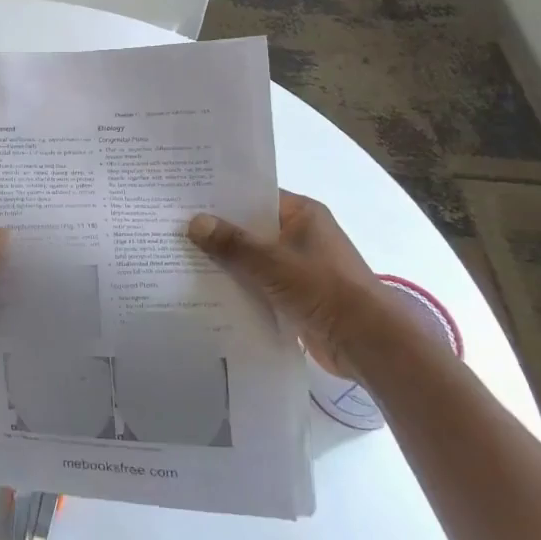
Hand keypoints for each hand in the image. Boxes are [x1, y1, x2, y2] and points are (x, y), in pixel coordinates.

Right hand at [188, 191, 411, 376]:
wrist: (368, 343)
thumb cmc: (324, 289)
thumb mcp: (272, 262)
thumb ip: (232, 243)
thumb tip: (194, 222)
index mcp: (302, 214)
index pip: (254, 196)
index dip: (221, 197)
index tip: (184, 198)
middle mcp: (300, 235)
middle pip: (250, 228)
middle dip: (216, 232)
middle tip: (171, 228)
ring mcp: (298, 267)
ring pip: (252, 259)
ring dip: (225, 263)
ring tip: (178, 258)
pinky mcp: (295, 296)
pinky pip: (258, 285)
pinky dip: (238, 287)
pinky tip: (204, 290)